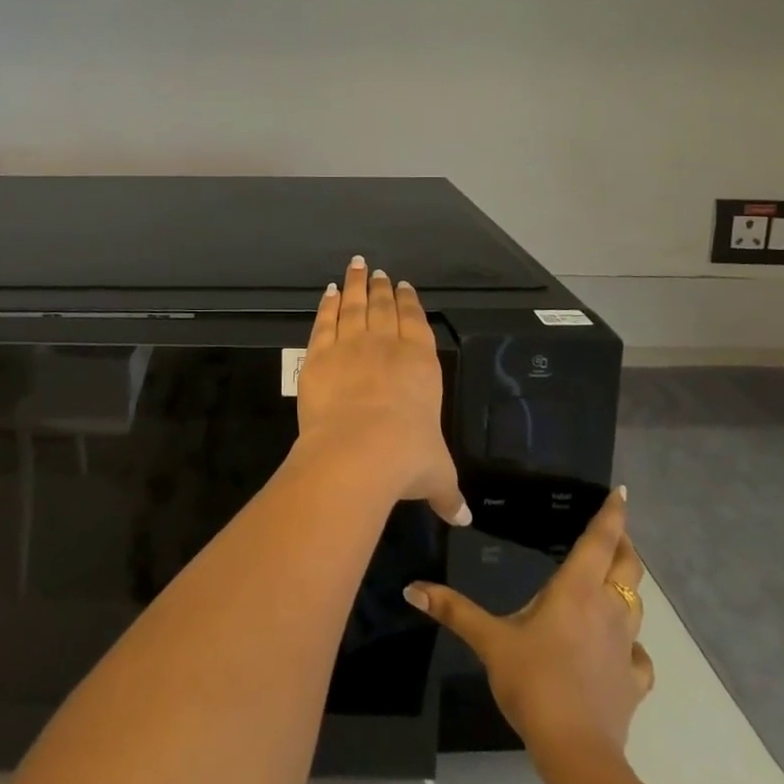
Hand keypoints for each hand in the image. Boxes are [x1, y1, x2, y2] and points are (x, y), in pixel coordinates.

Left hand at [294, 258, 469, 525]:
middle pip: (383, 307)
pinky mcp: (319, 354)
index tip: (404, 286)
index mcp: (420, 364)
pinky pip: (325, 321)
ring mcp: (351, 345)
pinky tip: (329, 292)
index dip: (409, 302)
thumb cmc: (406, 459)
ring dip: (356, 284)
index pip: (416, 322)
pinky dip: (328, 304)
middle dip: (382, 288)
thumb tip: (464, 517)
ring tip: (357, 266)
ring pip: (354, 305)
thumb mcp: (436, 475)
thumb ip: (447, 491)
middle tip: (379, 272)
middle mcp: (386, 346)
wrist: (357, 452)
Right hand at [404, 490, 653, 753]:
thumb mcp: (489, 640)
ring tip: (613, 579)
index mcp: (576, 589)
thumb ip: (453, 609)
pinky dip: (633, 644)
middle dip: (624, 544)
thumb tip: (412, 587)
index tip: (620, 492)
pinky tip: (622, 648)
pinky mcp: (633, 682)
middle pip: (628, 567)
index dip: (612, 514)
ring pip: (637, 606)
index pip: (600, 540)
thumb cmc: (534, 681)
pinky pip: (640, 655)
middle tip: (614, 529)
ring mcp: (625, 647)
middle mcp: (607, 609)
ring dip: (628, 587)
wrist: (577, 752)